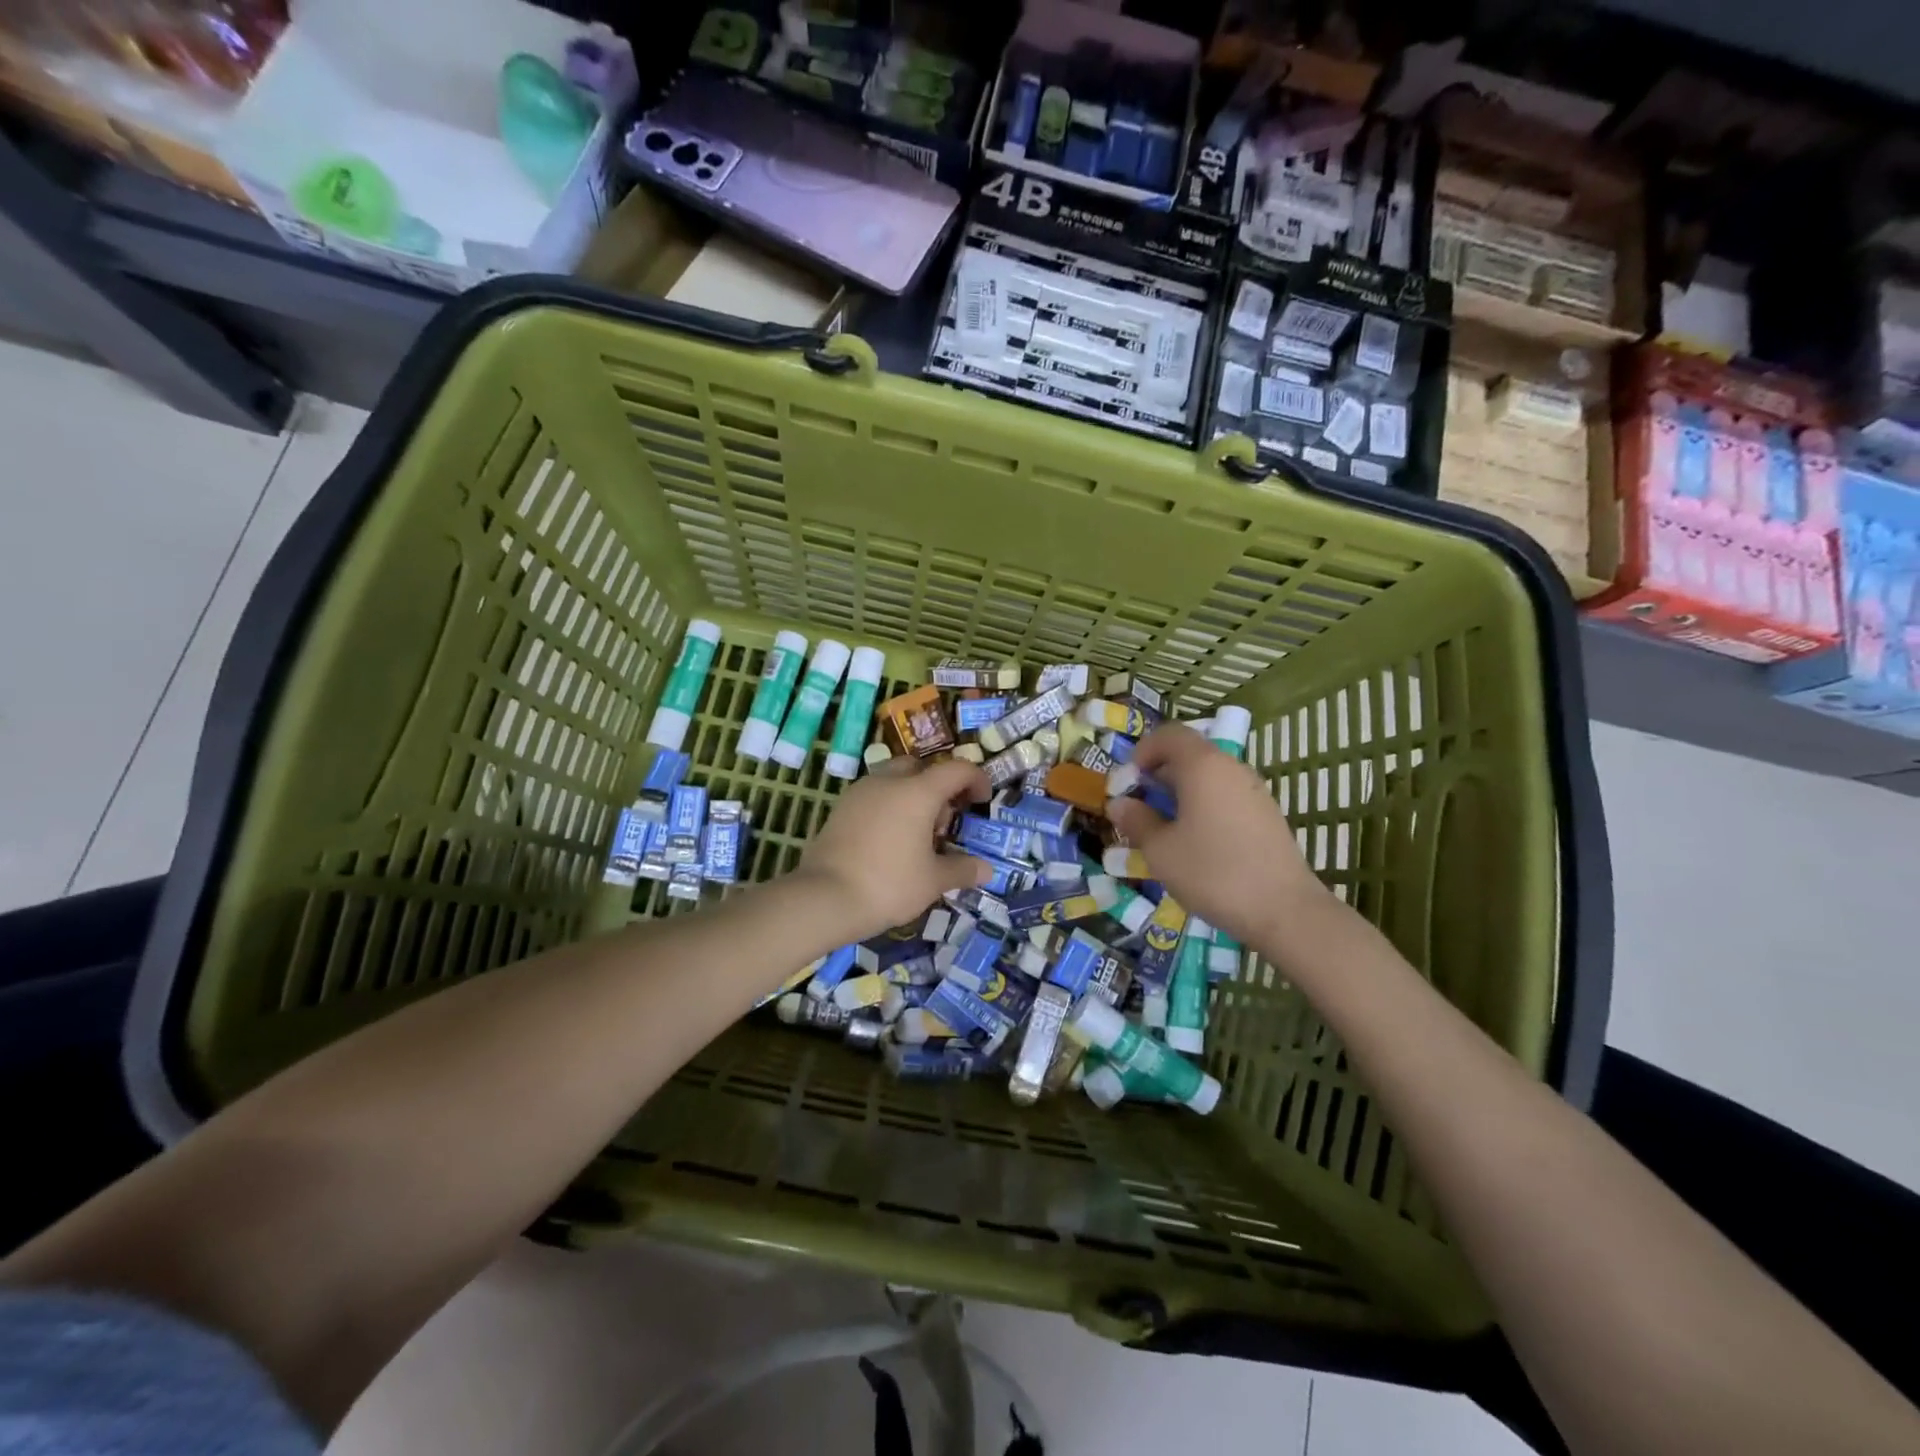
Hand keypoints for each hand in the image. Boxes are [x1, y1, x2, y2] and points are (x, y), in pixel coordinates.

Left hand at [797, 756, 991, 940]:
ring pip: (894, 779)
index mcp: (918, 792)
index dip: (976, 780)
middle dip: (938, 786)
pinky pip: (874, 796)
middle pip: (921, 767)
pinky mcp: (840, 808)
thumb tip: (986, 869)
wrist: (824, 897)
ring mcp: (860, 792)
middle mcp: (888, 782)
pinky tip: (889, 840)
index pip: (956, 770)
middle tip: (944, 820)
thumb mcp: (933, 881)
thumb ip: (962, 869)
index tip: (983, 801)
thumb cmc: (889, 884)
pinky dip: (889, 807)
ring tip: (917, 834)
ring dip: (912, 795)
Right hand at [1106, 722, 1324, 943]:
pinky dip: (1203, 807)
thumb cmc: (1213, 872)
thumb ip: (1137, 821)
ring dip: (1180, 794)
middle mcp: (1231, 768)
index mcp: (1203, 765)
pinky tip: (1195, 843)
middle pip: (1189, 755)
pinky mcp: (1266, 815)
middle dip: (1158, 775)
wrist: (1285, 910)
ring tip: (1164, 830)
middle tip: (1139, 808)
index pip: (1169, 734)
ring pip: (1208, 778)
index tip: (1128, 782)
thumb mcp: (1160, 850)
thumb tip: (1119, 804)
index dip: (1142, 751)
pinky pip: (1225, 797)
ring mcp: (1253, 791)